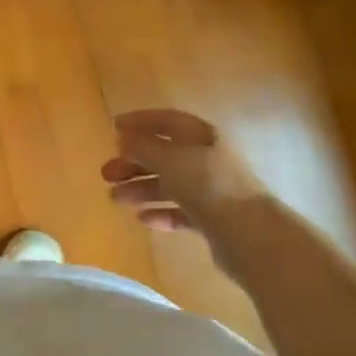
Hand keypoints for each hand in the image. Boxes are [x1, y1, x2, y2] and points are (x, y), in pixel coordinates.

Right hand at [102, 109, 265, 234]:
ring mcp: (211, 190)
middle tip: (106, 174)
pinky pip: (179, 211)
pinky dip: (159, 212)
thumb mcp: (169, 159)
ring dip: (140, 188)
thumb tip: (123, 138)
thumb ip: (143, 147)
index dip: (140, 122)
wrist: (248, 233)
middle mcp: (207, 159)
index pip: (167, 121)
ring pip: (168, 184)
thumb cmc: (207, 185)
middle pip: (164, 155)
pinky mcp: (211, 219)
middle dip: (133, 162)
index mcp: (202, 137)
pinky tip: (143, 219)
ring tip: (115, 199)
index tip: (113, 127)